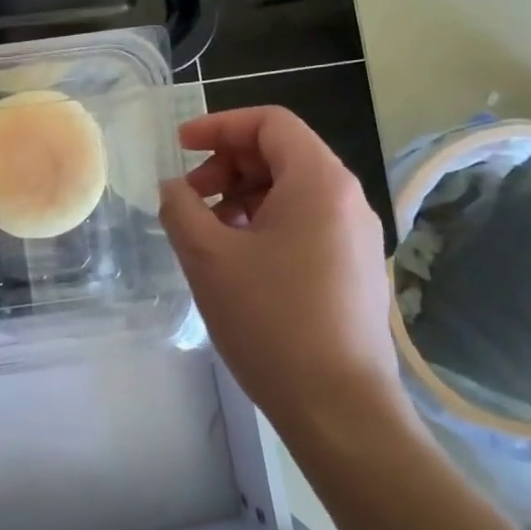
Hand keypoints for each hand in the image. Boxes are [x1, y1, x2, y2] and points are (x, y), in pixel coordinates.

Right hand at [158, 107, 413, 454]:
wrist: (338, 406)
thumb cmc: (270, 320)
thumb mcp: (208, 256)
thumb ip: (180, 208)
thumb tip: (175, 189)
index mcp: (319, 182)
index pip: (270, 123)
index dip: (218, 125)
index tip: (180, 146)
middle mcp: (347, 199)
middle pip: (281, 154)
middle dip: (226, 165)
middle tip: (189, 199)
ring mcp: (356, 236)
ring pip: (291, 191)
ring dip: (241, 197)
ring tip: (207, 233)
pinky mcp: (353, 268)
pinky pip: (303, 223)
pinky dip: (263, 223)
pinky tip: (236, 260)